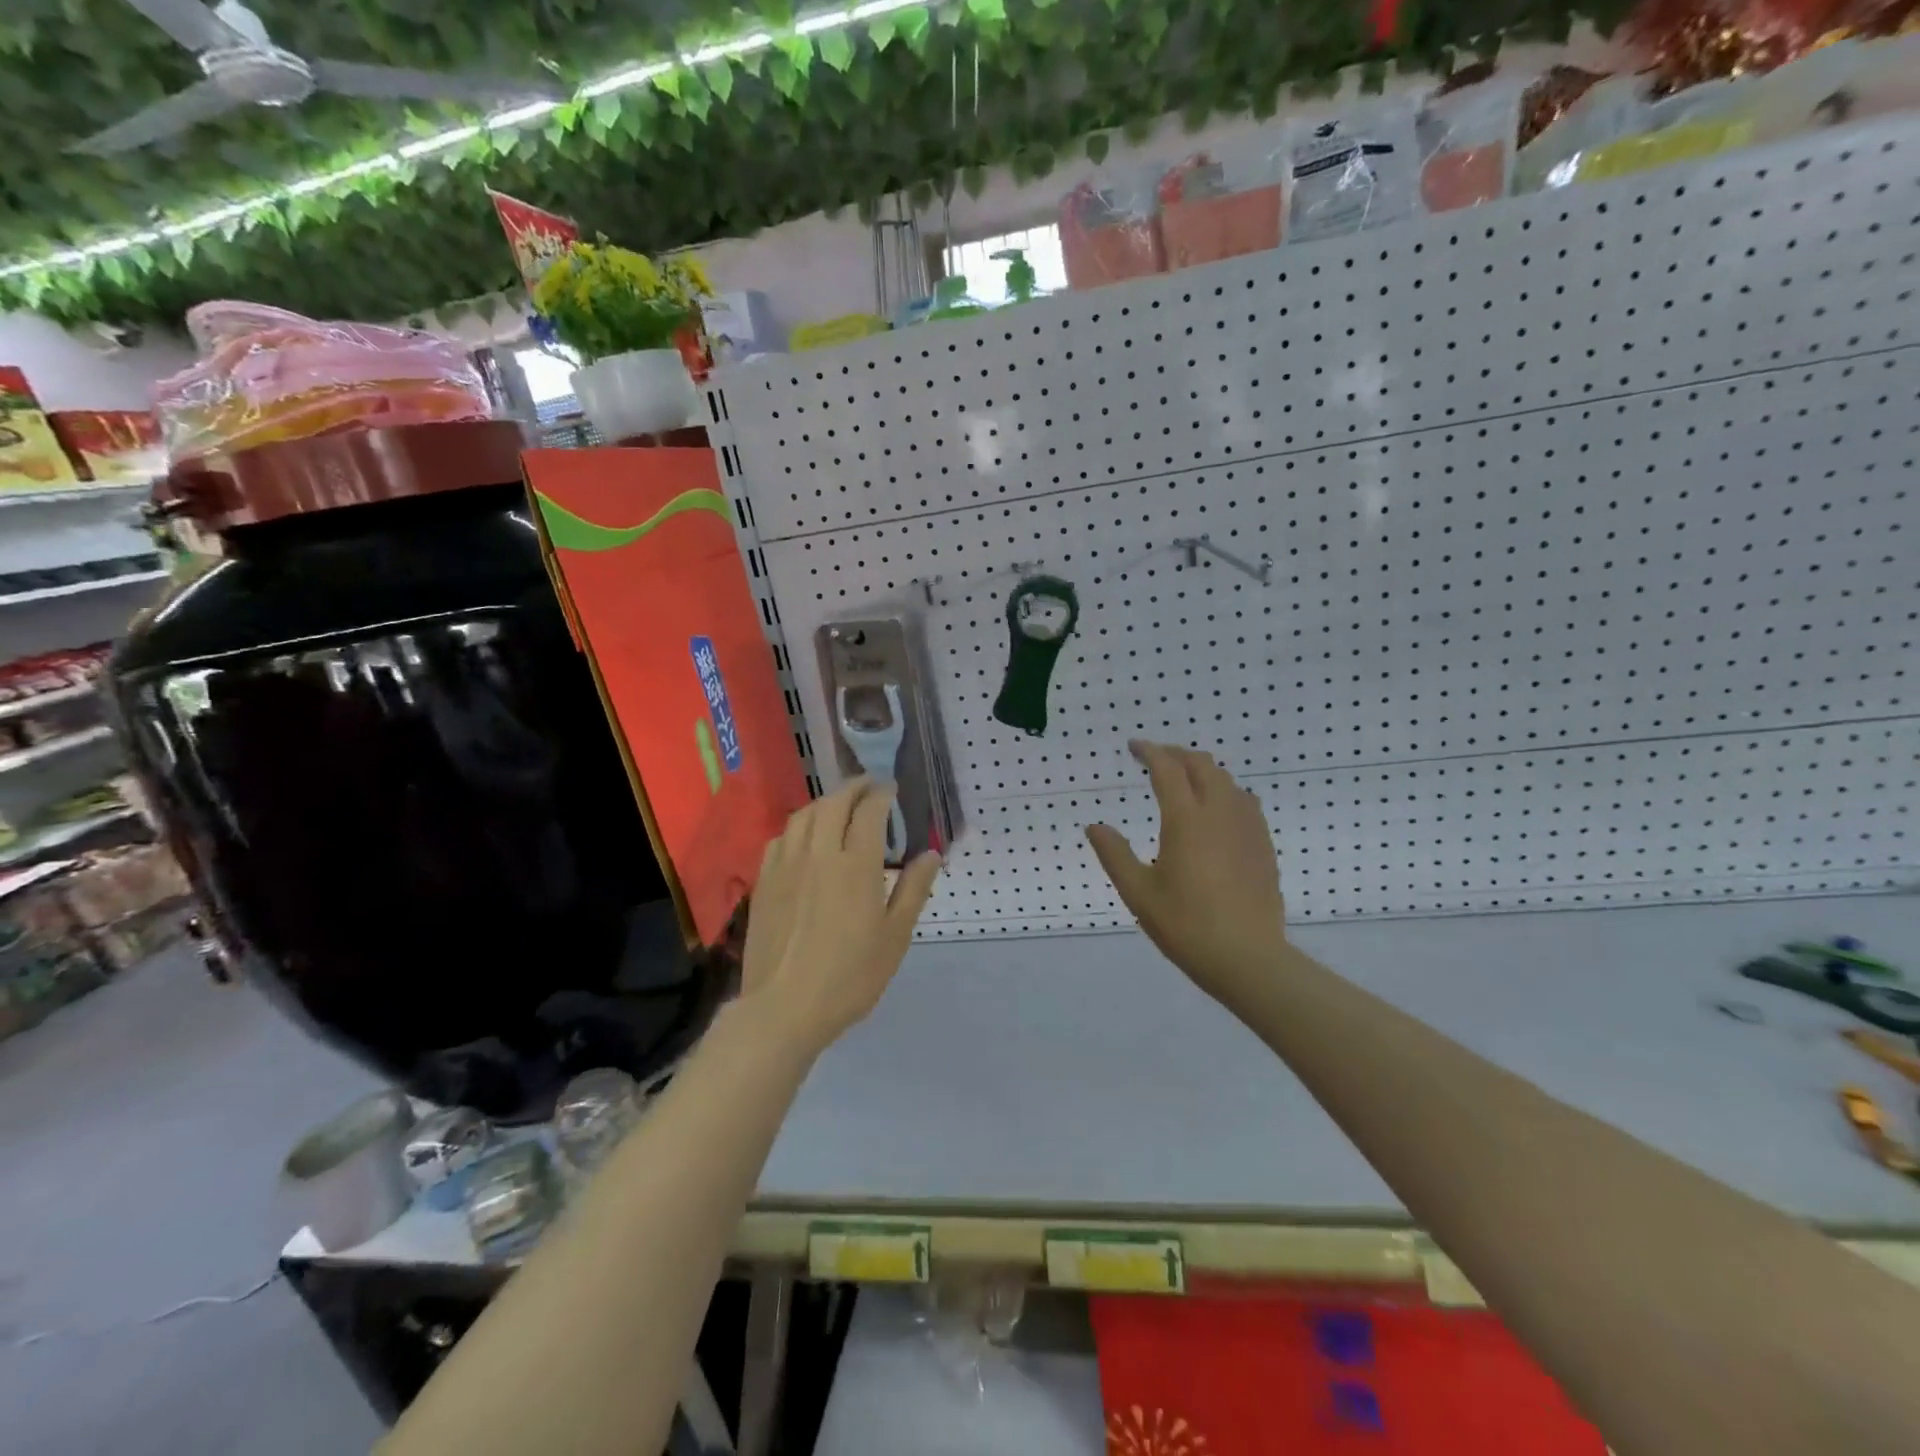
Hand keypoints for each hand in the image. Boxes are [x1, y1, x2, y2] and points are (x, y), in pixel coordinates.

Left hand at [741, 776, 940, 1057]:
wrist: (784, 1007)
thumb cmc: (850, 976)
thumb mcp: (895, 936)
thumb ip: (914, 889)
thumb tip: (931, 853)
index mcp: (855, 865)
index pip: (869, 812)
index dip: (881, 794)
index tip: (891, 789)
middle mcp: (819, 854)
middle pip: (833, 804)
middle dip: (853, 788)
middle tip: (868, 786)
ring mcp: (786, 865)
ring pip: (804, 816)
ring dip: (824, 802)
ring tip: (838, 805)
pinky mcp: (765, 881)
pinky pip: (781, 838)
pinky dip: (799, 826)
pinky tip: (804, 837)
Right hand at [1086, 741, 1286, 1005]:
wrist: (1248, 958)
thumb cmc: (1186, 926)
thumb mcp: (1139, 893)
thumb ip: (1115, 854)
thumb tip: (1094, 826)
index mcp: (1186, 820)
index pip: (1167, 770)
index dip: (1150, 752)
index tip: (1134, 747)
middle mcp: (1219, 813)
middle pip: (1201, 765)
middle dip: (1176, 754)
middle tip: (1156, 758)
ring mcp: (1247, 827)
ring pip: (1226, 780)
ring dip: (1202, 770)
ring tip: (1184, 779)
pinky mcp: (1263, 844)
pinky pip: (1244, 801)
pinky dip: (1224, 790)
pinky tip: (1217, 808)